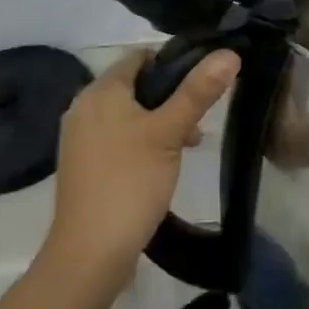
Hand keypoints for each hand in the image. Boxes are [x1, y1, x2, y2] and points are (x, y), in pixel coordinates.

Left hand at [44, 49, 239, 294]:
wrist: (89, 255)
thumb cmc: (130, 183)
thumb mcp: (170, 133)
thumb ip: (198, 92)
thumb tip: (228, 54)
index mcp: (99, 91)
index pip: (140, 56)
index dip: (174, 62)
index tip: (204, 81)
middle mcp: (84, 107)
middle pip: (136, 85)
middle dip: (171, 97)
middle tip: (200, 119)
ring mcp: (81, 138)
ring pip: (129, 113)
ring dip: (160, 121)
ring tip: (189, 143)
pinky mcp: (84, 165)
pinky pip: (118, 137)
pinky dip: (142, 141)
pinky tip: (163, 163)